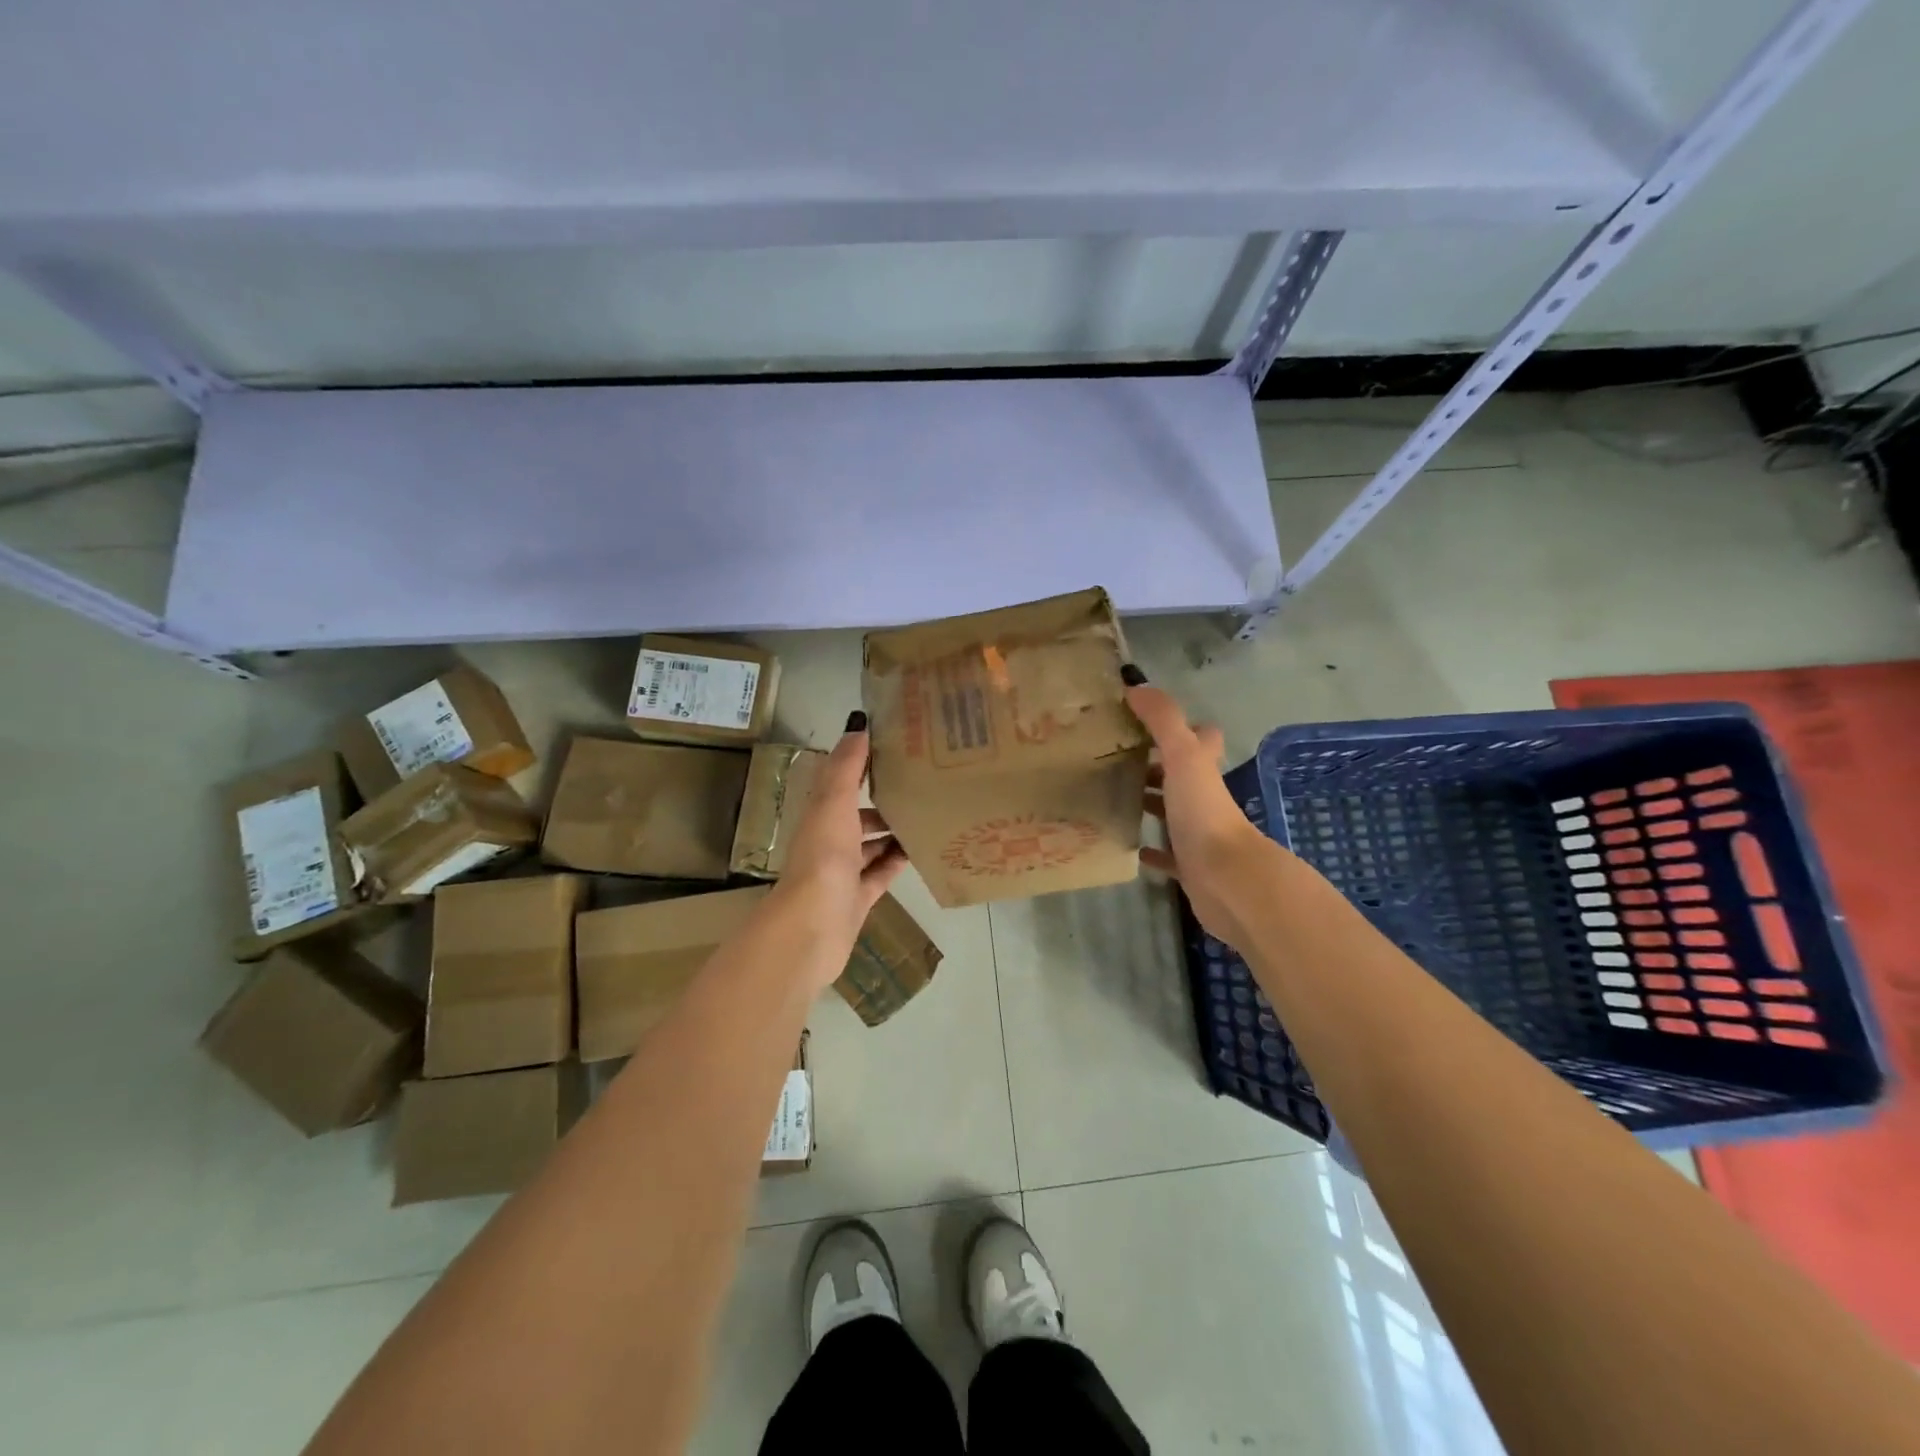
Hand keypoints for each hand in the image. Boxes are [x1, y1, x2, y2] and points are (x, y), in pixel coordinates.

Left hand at [771, 712, 908, 981]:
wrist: (813, 926)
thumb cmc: (823, 857)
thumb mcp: (834, 802)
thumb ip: (847, 766)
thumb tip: (859, 723)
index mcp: (819, 815)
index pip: (841, 781)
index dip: (862, 764)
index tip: (894, 747)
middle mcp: (828, 841)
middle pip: (857, 815)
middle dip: (882, 801)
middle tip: (920, 785)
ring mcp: (842, 873)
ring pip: (870, 846)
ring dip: (892, 832)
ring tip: (927, 815)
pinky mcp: (857, 899)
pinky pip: (880, 875)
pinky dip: (897, 862)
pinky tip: (921, 851)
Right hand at [1126, 678, 1274, 946]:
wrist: (1227, 879)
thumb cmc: (1204, 813)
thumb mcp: (1183, 756)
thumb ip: (1163, 720)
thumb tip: (1136, 686)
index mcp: (1204, 769)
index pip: (1200, 737)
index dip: (1178, 727)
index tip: (1140, 721)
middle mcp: (1204, 797)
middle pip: (1181, 774)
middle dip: (1153, 766)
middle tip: (1112, 759)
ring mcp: (1198, 833)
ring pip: (1172, 811)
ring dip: (1149, 803)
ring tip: (1110, 796)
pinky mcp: (1189, 866)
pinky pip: (1166, 854)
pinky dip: (1150, 849)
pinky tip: (1127, 845)